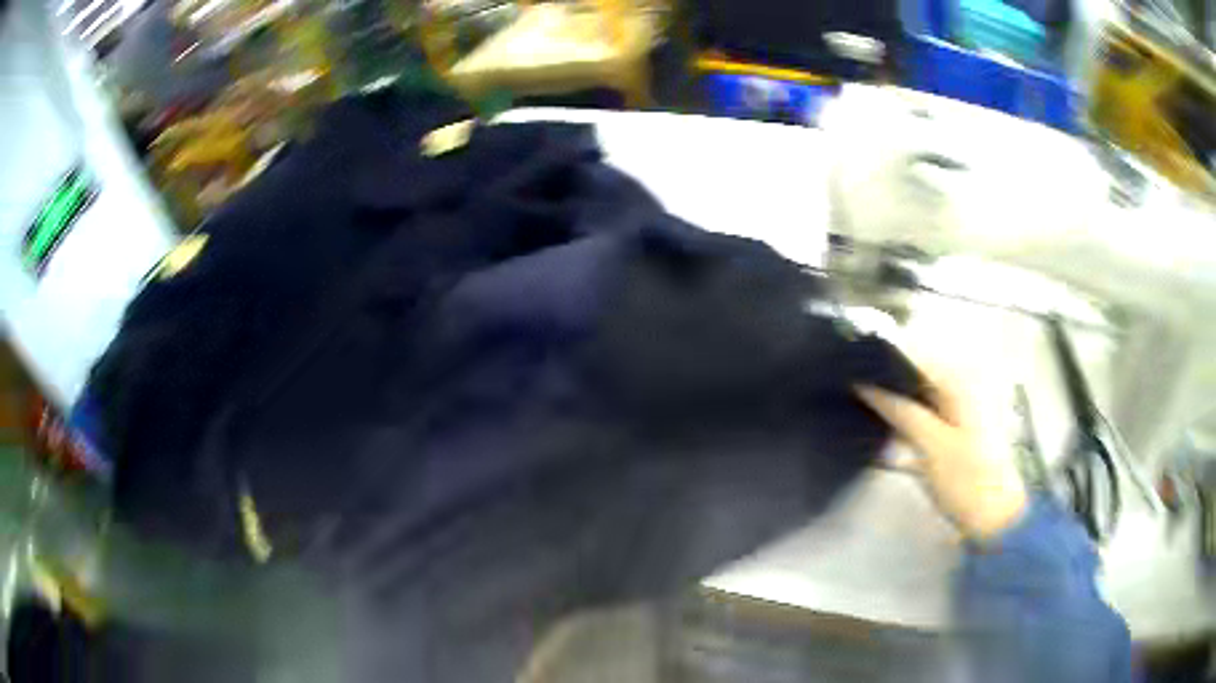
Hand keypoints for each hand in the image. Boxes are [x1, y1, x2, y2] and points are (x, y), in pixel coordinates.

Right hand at [855, 367, 1027, 541]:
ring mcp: (955, 412)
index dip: (880, 356)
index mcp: (958, 381)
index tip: (846, 364)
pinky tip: (879, 437)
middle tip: (846, 389)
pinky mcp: (950, 435)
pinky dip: (902, 424)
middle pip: (913, 374)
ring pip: (914, 397)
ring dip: (890, 404)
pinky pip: (920, 418)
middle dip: (883, 380)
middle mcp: (958, 388)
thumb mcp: (931, 444)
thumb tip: (864, 383)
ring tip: (855, 408)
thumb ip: (900, 410)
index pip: (913, 354)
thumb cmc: (967, 480)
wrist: (995, 520)